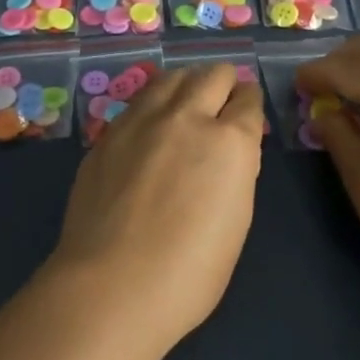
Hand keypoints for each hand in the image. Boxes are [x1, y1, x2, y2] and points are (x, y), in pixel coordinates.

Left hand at [45, 64, 265, 354]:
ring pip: (173, 76)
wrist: (112, 284)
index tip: (246, 113)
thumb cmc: (189, 273)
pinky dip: (154, 103)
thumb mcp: (236, 223)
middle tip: (220, 105)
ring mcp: (143, 119)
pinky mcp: (110, 131)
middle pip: (213, 74)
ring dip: (188, 84)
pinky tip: (151, 124)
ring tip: (187, 103)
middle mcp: (188, 117)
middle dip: (223, 84)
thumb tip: (227, 154)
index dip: (249, 104)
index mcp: (230, 143)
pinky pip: (140, 100)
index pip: (248, 100)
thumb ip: (235, 173)